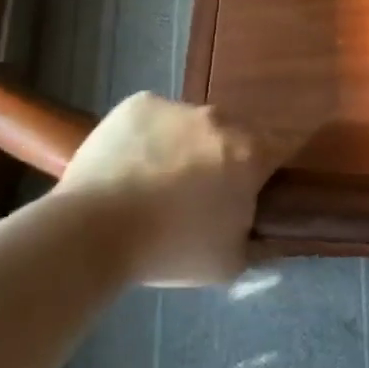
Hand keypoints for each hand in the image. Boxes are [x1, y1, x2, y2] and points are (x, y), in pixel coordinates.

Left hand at [58, 93, 301, 285]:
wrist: (92, 233)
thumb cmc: (168, 250)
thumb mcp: (229, 263)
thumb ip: (257, 241)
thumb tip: (266, 232)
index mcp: (250, 153)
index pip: (277, 151)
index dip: (264, 173)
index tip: (246, 194)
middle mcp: (220, 119)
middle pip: (232, 135)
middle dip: (221, 159)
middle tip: (197, 194)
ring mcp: (178, 107)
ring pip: (192, 125)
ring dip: (185, 146)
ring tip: (154, 182)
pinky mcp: (139, 104)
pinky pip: (155, 117)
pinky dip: (149, 136)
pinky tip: (131, 165)